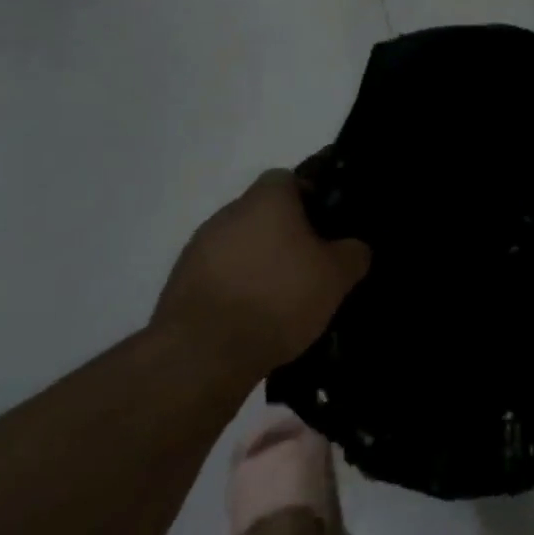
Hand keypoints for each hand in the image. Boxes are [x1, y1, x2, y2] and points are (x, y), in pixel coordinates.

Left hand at [153, 169, 370, 384]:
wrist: (201, 356)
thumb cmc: (278, 298)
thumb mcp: (337, 277)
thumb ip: (354, 253)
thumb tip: (354, 247)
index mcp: (267, 199)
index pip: (290, 179)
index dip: (311, 197)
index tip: (326, 225)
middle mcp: (229, 213)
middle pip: (264, 213)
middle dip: (285, 234)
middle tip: (309, 263)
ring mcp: (198, 249)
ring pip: (240, 245)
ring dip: (258, 262)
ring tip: (281, 298)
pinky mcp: (179, 285)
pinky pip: (219, 276)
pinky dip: (235, 289)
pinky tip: (252, 318)